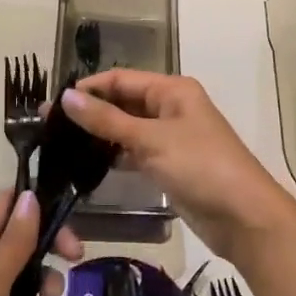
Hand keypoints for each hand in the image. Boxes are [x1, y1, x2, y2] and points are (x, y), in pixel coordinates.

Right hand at [60, 70, 295, 261]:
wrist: (244, 217)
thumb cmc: (200, 166)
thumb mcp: (151, 139)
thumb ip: (107, 119)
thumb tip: (66, 97)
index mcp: (172, 90)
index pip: (120, 79)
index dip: (88, 88)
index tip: (52, 104)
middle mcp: (171, 107)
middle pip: (123, 101)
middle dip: (91, 111)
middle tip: (50, 127)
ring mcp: (171, 137)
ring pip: (128, 128)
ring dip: (100, 134)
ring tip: (61, 145)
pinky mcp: (170, 165)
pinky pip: (136, 152)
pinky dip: (115, 155)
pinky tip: (88, 165)